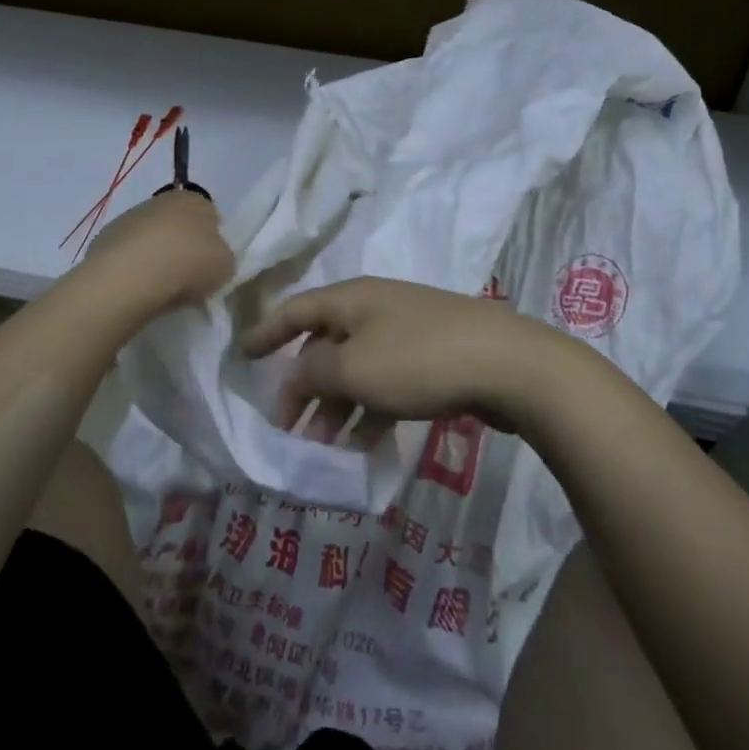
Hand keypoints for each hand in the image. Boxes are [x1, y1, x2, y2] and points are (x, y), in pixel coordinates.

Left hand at [83, 191, 233, 310]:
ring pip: (150, 238)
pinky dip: (133, 268)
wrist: (129, 277)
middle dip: (182, 246)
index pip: (210, 215)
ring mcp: (129, 218)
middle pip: (178, 225)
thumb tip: (209, 258)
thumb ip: (222, 256)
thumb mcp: (226, 264)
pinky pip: (128, 255)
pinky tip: (136, 287)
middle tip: (186, 277)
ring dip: (155, 256)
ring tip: (159, 288)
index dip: (211, 240)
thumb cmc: (187, 264)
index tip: (209, 264)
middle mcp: (161, 200)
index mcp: (195, 199)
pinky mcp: (104, 238)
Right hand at [242, 277, 577, 430]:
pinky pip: (386, 386)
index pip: (295, 309)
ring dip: (334, 409)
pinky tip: (362, 449)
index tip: (241, 356)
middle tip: (284, 428)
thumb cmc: (418, 359)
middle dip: (301, 386)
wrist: (507, 363)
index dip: (265, 332)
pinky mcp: (432, 361)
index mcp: (351, 298)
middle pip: (324, 345)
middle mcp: (375, 309)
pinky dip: (369, 414)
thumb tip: (295, 374)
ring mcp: (406, 334)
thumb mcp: (353, 367)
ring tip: (320, 451)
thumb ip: (313, 372)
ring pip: (356, 371)